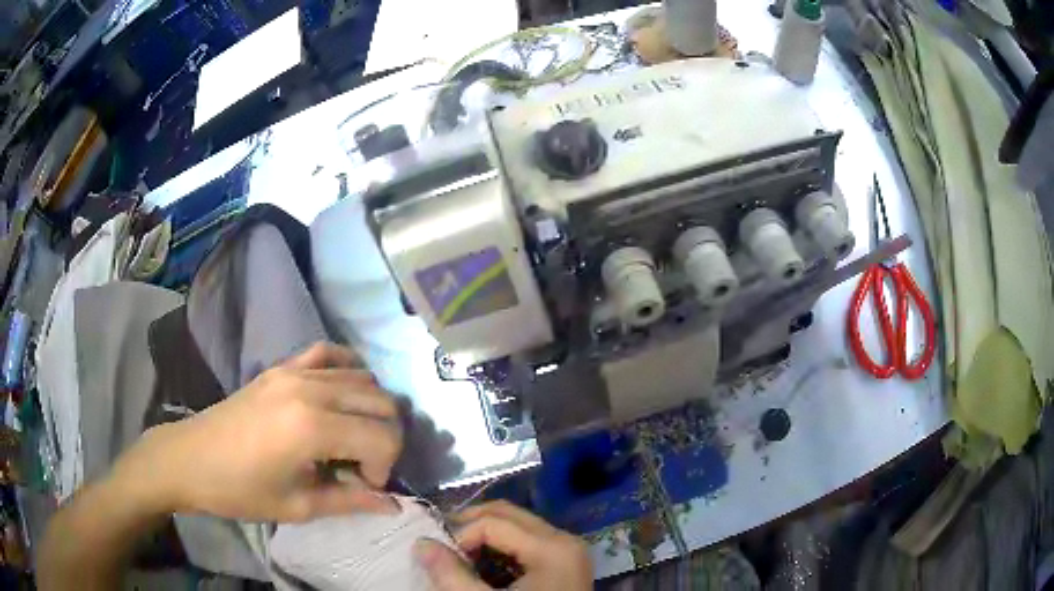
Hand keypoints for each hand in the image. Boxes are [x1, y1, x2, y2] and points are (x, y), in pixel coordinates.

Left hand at [112, 342, 402, 521]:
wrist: (190, 459)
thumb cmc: (240, 490)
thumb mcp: (298, 506)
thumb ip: (351, 501)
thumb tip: (393, 504)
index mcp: (312, 427)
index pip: (383, 436)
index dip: (384, 467)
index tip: (362, 486)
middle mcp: (310, 389)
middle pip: (381, 402)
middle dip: (384, 438)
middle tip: (361, 467)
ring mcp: (294, 371)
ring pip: (362, 377)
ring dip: (369, 410)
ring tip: (349, 439)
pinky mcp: (281, 366)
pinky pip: (328, 352)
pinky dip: (347, 368)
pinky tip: (343, 393)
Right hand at [414, 501, 591, 589]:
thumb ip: (452, 575)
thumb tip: (422, 543)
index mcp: (551, 547)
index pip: (492, 523)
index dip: (459, 537)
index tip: (439, 560)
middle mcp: (564, 540)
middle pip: (507, 514)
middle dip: (469, 525)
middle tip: (440, 543)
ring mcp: (567, 551)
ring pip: (517, 526)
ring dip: (483, 536)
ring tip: (457, 556)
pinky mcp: (563, 564)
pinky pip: (527, 542)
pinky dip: (500, 548)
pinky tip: (481, 566)